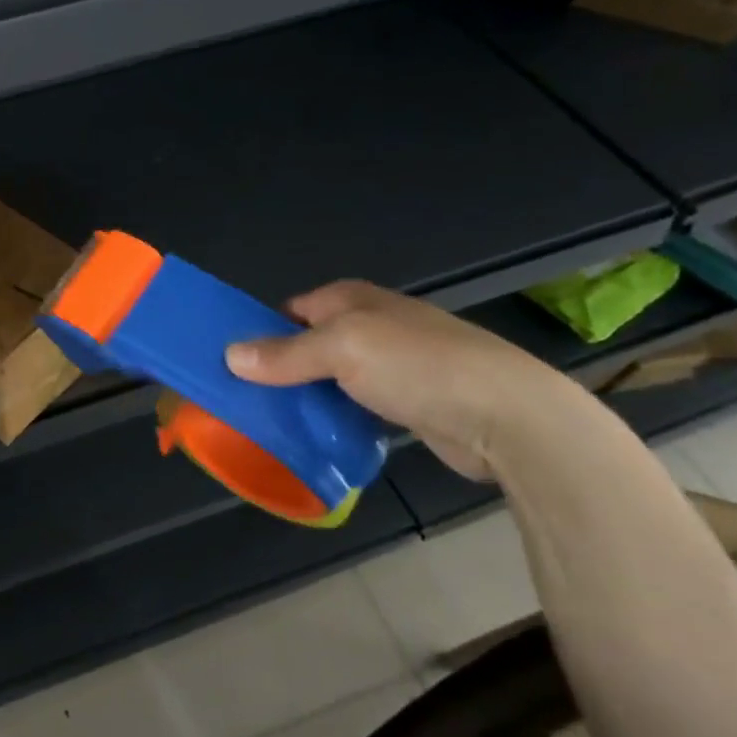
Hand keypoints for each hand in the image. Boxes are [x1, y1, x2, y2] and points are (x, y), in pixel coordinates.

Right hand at [224, 280, 588, 480]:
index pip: (289, 311)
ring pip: (331, 378)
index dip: (260, 332)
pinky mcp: (409, 401)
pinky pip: (356, 405)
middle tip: (245, 399)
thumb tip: (229, 355)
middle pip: (308, 344)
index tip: (231, 364)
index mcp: (350, 299)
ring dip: (307, 397)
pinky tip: (318, 438)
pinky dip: (337, 418)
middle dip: (279, 369)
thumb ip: (284, 354)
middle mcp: (370, 324)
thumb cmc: (416, 366)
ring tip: (272, 423)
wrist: (507, 416)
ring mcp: (393, 363)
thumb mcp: (340, 350)